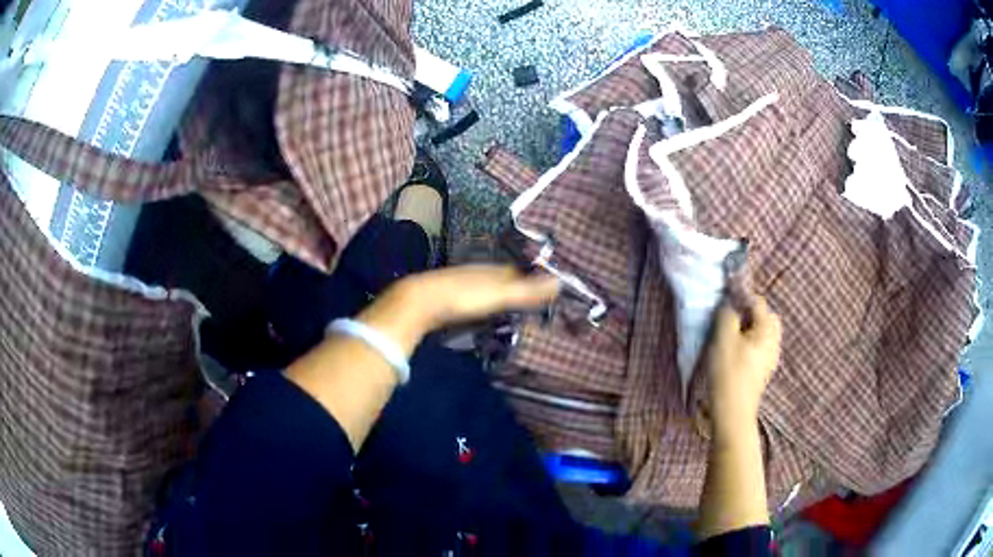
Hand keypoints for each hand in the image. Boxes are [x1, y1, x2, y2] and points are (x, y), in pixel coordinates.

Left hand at [396, 264, 560, 328]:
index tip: (550, 286)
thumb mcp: (500, 294)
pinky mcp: (451, 299)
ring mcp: (464, 285)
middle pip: (505, 279)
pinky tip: (487, 313)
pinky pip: (476, 299)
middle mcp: (480, 273)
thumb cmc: (463, 296)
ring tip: (517, 307)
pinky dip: (486, 304)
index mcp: (493, 269)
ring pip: (489, 288)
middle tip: (537, 299)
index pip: (521, 271)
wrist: (420, 302)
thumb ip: (527, 290)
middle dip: (520, 286)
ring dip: (502, 296)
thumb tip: (560, 282)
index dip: (535, 277)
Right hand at [705, 297, 781, 429]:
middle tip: (730, 321)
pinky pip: (760, 348)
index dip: (740, 298)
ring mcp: (771, 358)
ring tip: (730, 338)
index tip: (724, 303)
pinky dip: (750, 345)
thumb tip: (729, 305)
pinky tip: (736, 355)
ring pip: (763, 333)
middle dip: (749, 314)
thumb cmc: (729, 372)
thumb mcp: (723, 338)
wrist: (733, 412)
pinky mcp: (764, 371)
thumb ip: (727, 314)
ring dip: (749, 330)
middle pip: (766, 317)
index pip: (757, 302)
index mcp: (768, 329)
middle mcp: (774, 341)